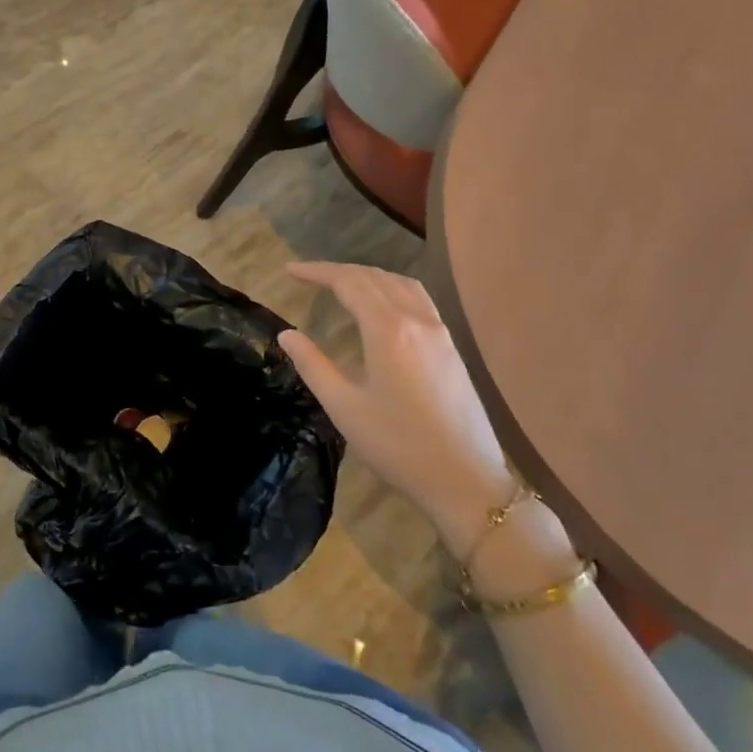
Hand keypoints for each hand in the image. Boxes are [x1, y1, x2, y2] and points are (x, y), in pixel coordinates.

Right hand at [278, 262, 513, 557]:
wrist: (466, 481)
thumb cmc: (398, 446)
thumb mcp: (344, 407)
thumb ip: (313, 365)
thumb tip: (286, 335)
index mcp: (388, 330)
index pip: (348, 282)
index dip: (316, 271)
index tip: (289, 271)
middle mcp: (416, 319)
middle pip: (374, 276)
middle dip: (338, 271)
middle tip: (308, 276)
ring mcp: (439, 331)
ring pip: (400, 283)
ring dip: (368, 276)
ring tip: (342, 284)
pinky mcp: (451, 347)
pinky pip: (418, 298)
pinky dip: (392, 288)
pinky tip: (383, 306)